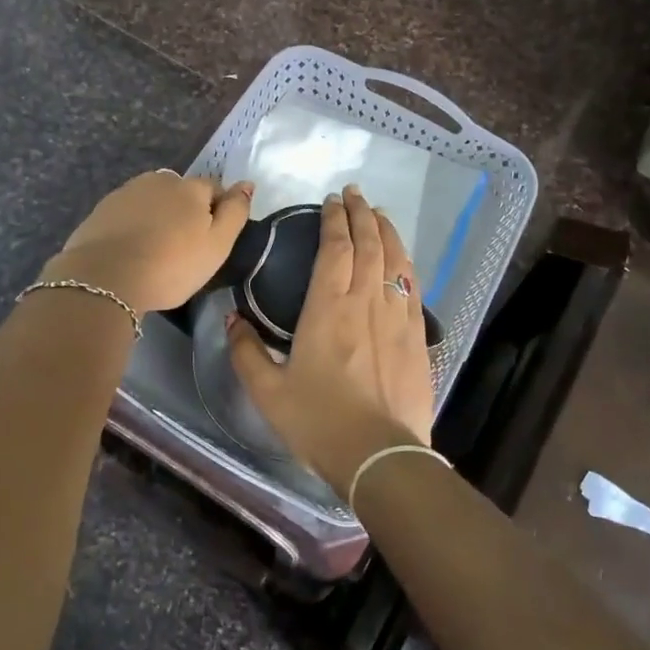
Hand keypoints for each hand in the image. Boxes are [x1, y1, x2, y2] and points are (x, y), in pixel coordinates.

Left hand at [43, 172, 253, 315]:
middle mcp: (160, 180)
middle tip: (182, 248)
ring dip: (158, 217)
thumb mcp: (217, 245)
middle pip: (181, 192)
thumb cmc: (171, 265)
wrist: (104, 279)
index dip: (217, 212)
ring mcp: (127, 192)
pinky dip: (133, 225)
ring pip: (153, 201)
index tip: (210, 241)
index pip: (214, 189)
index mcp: (191, 187)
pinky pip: (128, 213)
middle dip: (185, 212)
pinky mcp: (102, 209)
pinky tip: (130, 251)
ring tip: (154, 250)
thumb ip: (236, 212)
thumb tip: (247, 184)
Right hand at [226, 186, 434, 496]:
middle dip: (361, 213)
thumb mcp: (268, 391)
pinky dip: (405, 263)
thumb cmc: (319, 422)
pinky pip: (412, 286)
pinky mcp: (417, 335)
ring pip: (395, 259)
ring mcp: (396, 315)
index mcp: (328, 307)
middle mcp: (366, 300)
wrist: (379, 456)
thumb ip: (245, 352)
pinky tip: (401, 258)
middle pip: (369, 243)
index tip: (331, 201)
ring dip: (386, 230)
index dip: (334, 219)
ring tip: (378, 214)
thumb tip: (231, 319)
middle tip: (354, 194)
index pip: (335, 247)